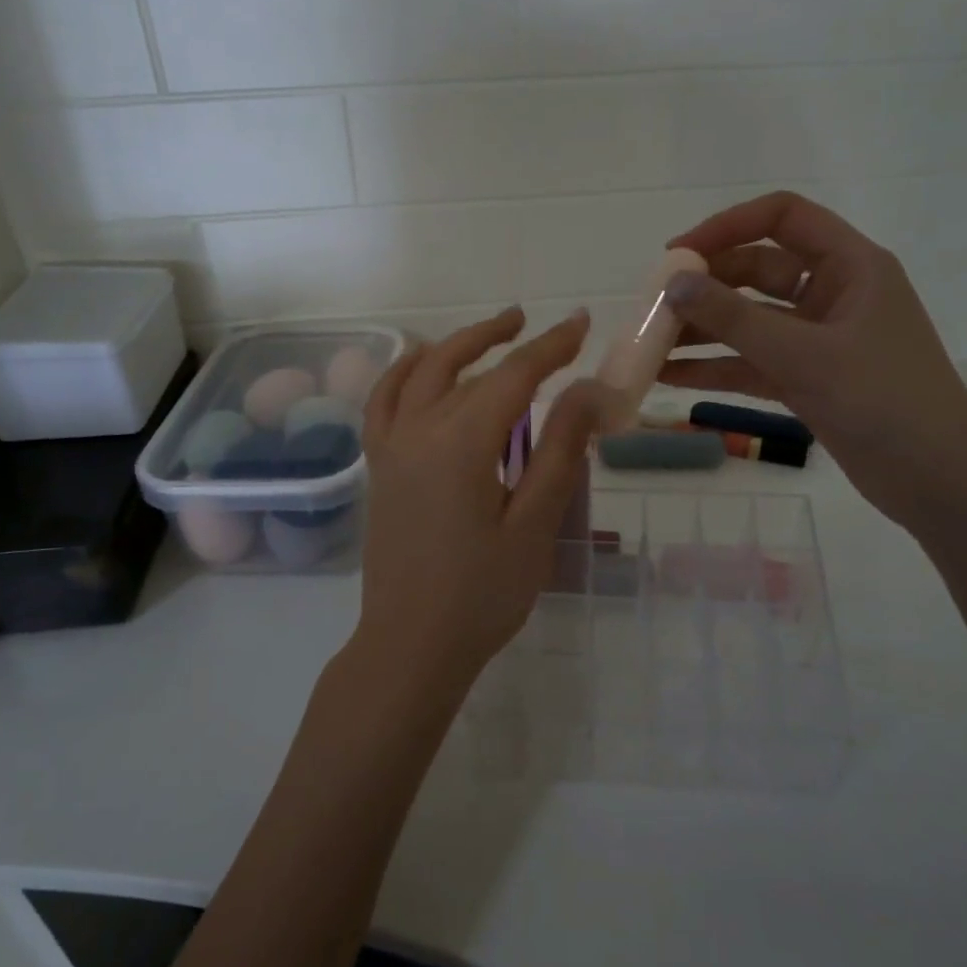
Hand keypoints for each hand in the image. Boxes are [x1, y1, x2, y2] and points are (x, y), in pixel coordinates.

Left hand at [355, 307, 604, 698]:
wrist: (411, 645)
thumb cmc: (482, 594)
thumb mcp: (534, 524)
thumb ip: (560, 451)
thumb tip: (587, 390)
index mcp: (461, 443)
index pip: (513, 375)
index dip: (551, 347)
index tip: (581, 324)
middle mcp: (418, 430)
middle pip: (462, 365)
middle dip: (502, 337)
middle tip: (534, 321)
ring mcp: (390, 447)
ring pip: (419, 374)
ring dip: (454, 345)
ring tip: (488, 333)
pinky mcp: (379, 467)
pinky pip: (384, 401)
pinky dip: (403, 372)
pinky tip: (420, 367)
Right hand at [660, 190, 966, 527]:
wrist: (936, 479)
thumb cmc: (881, 399)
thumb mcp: (802, 354)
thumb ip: (734, 319)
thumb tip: (674, 285)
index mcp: (850, 265)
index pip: (783, 217)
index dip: (727, 226)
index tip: (677, 256)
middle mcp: (833, 293)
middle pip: (758, 270)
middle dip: (706, 286)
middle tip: (654, 305)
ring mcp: (818, 339)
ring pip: (750, 320)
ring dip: (703, 330)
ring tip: (650, 343)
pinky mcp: (807, 378)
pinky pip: (752, 362)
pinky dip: (715, 367)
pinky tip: (669, 376)